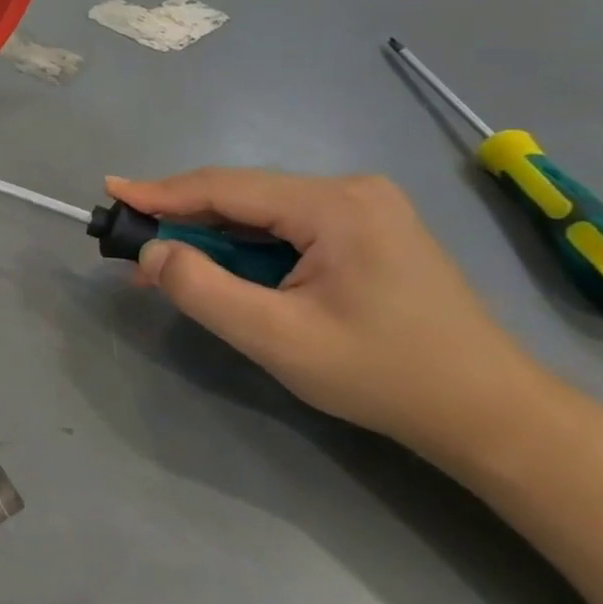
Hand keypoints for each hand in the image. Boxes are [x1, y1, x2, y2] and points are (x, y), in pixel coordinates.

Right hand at [107, 170, 551, 466]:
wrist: (492, 416)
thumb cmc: (384, 376)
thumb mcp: (278, 339)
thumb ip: (203, 290)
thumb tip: (151, 251)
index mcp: (334, 205)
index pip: (225, 187)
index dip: (161, 192)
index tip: (110, 191)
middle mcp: (348, 190)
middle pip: (241, 196)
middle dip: (183, 219)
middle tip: (132, 243)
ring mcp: (362, 207)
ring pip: (260, 212)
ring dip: (212, 238)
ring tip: (167, 264)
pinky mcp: (364, 228)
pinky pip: (284, 226)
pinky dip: (245, 248)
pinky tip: (223, 270)